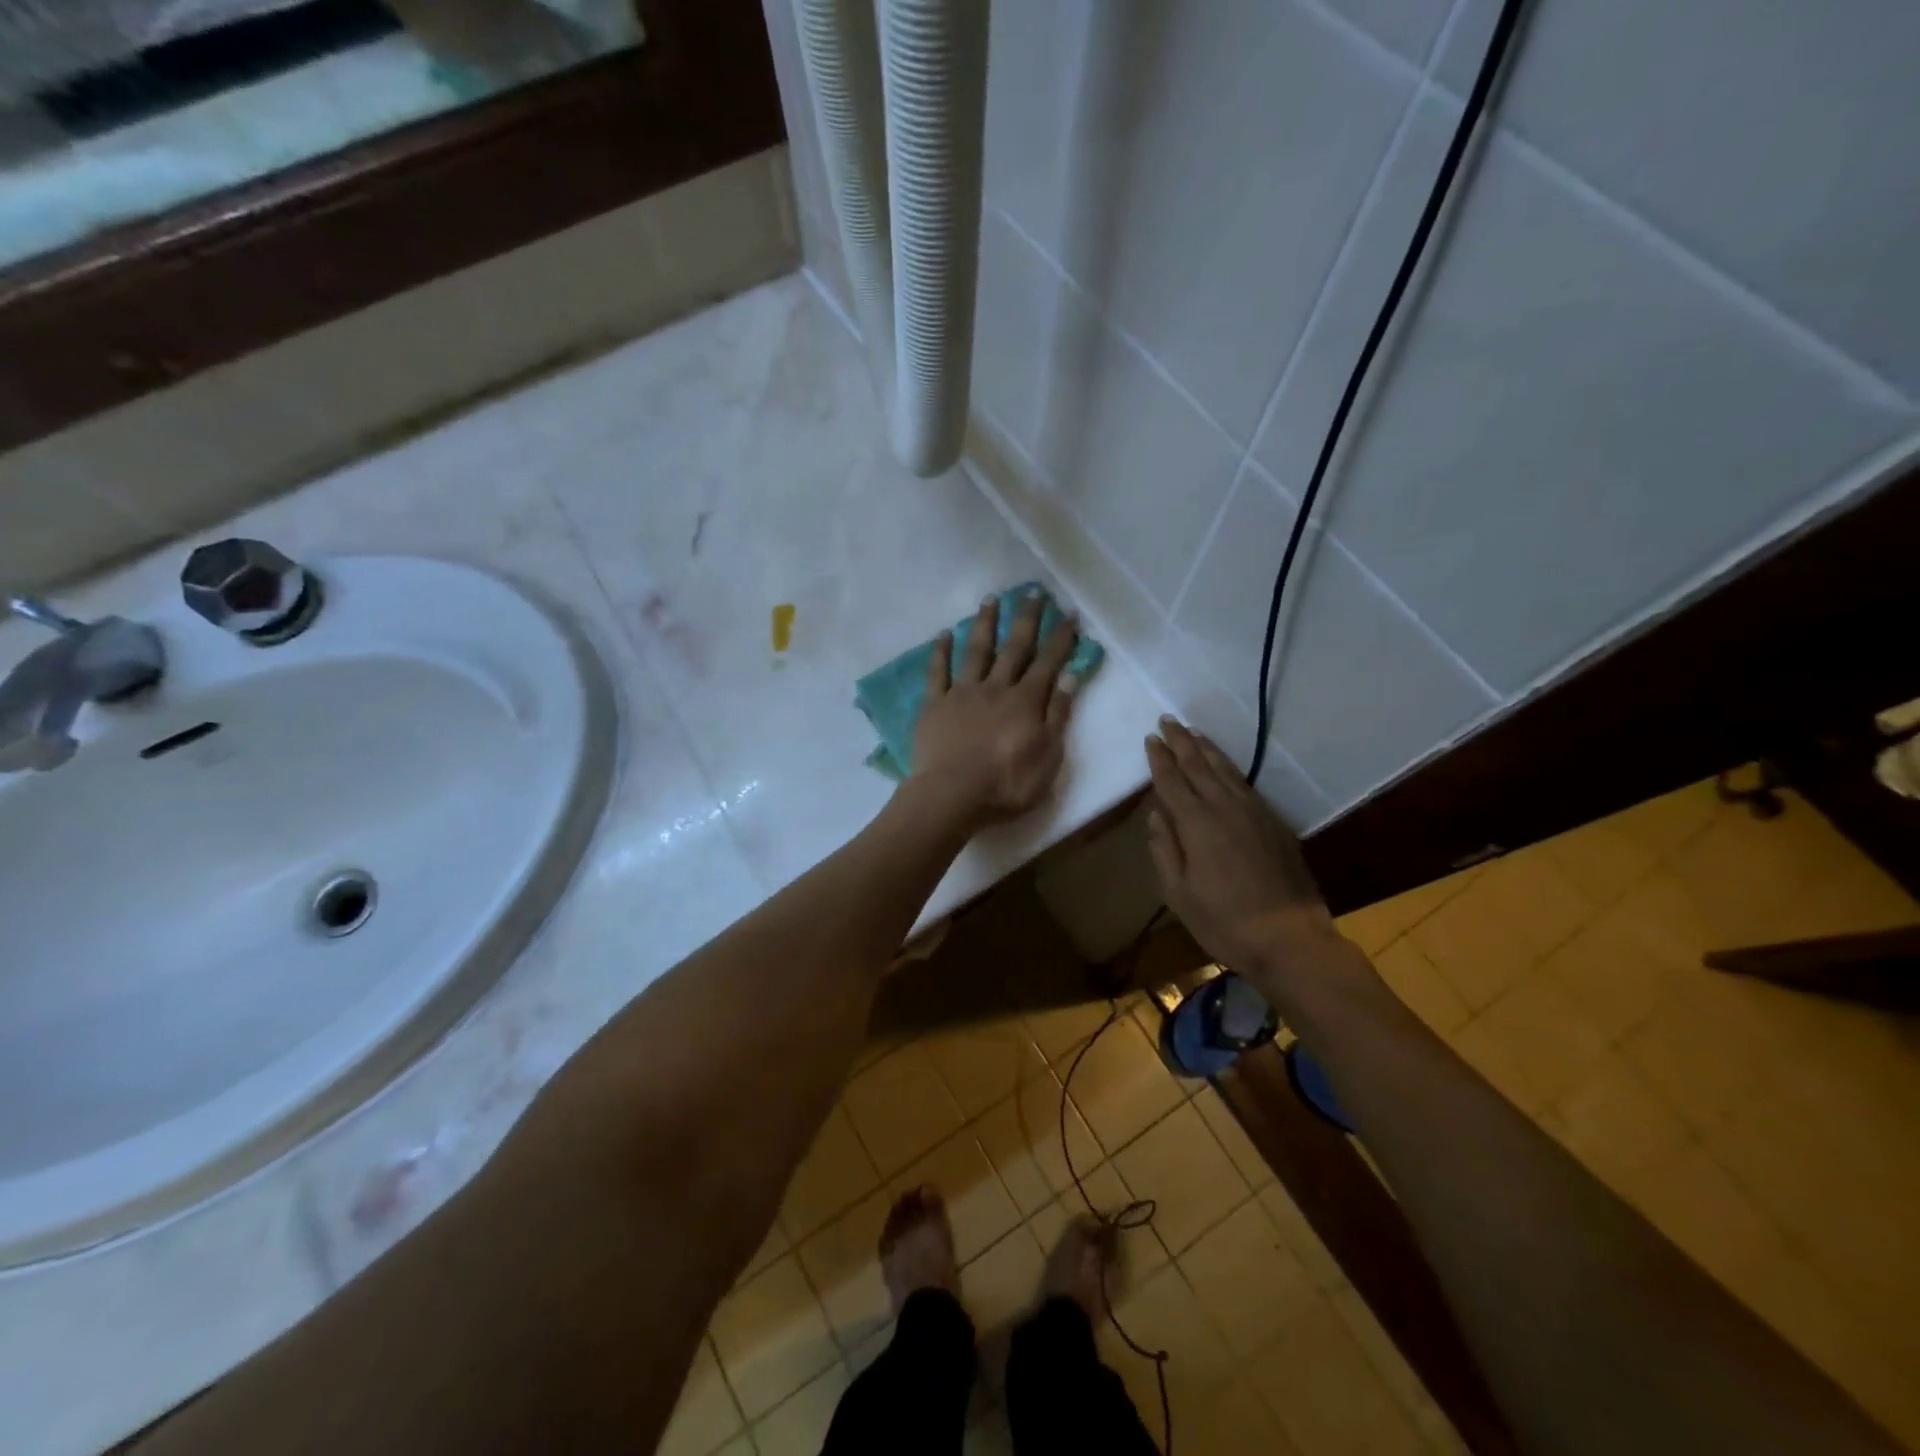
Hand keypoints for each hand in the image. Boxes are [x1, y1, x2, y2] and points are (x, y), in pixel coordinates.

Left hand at [909, 591, 1079, 827]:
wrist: (951, 795)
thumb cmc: (1006, 784)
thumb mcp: (1048, 756)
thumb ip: (1058, 715)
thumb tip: (1070, 677)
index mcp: (1026, 701)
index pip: (1048, 662)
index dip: (1060, 637)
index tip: (1068, 613)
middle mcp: (996, 687)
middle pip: (1014, 647)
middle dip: (1026, 618)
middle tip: (1032, 591)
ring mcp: (962, 693)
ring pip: (976, 651)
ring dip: (984, 623)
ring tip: (990, 599)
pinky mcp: (934, 704)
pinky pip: (937, 672)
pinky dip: (941, 651)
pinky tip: (944, 634)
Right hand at [1144, 718, 1351, 990]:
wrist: (1288, 937)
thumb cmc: (1223, 921)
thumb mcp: (1178, 893)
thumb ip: (1164, 849)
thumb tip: (1156, 814)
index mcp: (1196, 824)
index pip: (1172, 781)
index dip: (1159, 759)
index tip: (1151, 738)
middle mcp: (1224, 808)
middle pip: (1199, 766)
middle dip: (1181, 742)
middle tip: (1168, 720)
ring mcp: (1254, 812)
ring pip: (1226, 770)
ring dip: (1206, 749)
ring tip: (1193, 733)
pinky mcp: (1274, 822)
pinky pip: (1245, 784)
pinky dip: (1230, 768)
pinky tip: (1224, 767)